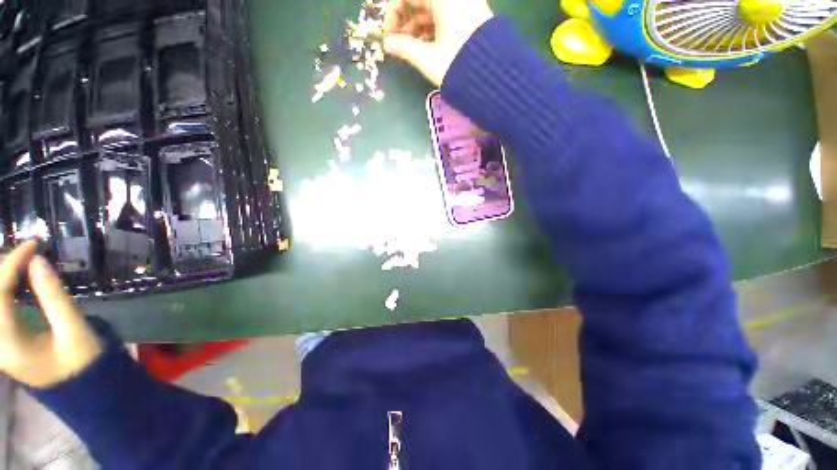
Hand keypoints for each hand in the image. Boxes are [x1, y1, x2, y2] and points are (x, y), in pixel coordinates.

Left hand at [0, 241, 101, 387]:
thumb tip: (38, 261)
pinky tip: (19, 280)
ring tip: (22, 262)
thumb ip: (54, 296)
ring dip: (2, 278)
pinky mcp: (4, 340)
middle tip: (26, 253)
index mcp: (9, 345)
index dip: (12, 265)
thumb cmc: (83, 363)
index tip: (33, 244)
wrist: (83, 390)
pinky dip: (6, 289)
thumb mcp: (74, 330)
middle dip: (2, 269)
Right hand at [383, 0, 493, 85]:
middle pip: (421, 1)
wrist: (492, 77)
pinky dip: (431, 29)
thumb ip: (405, 48)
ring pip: (432, 10)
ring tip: (409, 48)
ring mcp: (464, 6)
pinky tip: (424, 46)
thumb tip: (386, 45)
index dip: (393, 11)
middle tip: (397, 42)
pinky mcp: (469, 18)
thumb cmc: (457, 64)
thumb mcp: (428, 58)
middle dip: (405, 21)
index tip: (388, 32)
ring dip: (417, 27)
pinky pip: (444, 17)